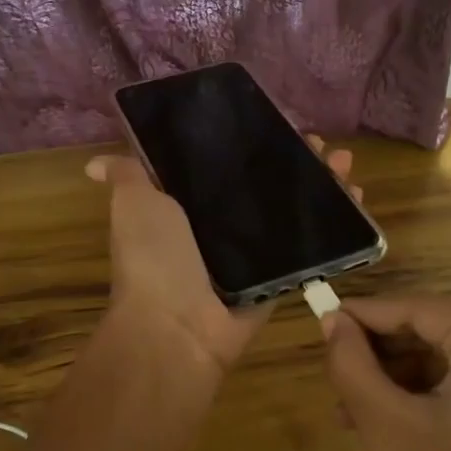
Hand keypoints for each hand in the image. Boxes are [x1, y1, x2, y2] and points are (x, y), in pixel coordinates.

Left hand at [85, 137, 358, 372]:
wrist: (177, 327)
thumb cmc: (153, 257)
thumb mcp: (135, 204)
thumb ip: (128, 175)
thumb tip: (93, 163)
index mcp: (188, 206)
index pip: (226, 165)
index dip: (252, 144)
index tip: (278, 123)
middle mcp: (221, 227)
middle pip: (266, 186)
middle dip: (296, 162)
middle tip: (322, 145)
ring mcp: (253, 254)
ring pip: (293, 212)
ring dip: (323, 187)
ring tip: (346, 165)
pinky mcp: (279, 277)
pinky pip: (311, 246)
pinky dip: (336, 225)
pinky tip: (357, 198)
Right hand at [321, 296, 450, 450]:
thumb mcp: (386, 427)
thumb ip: (352, 364)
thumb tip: (331, 320)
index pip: (421, 308)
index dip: (366, 313)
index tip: (321, 319)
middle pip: (439, 333)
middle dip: (382, 352)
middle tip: (334, 371)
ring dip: (400, 379)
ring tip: (351, 409)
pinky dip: (428, 400)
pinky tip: (388, 424)